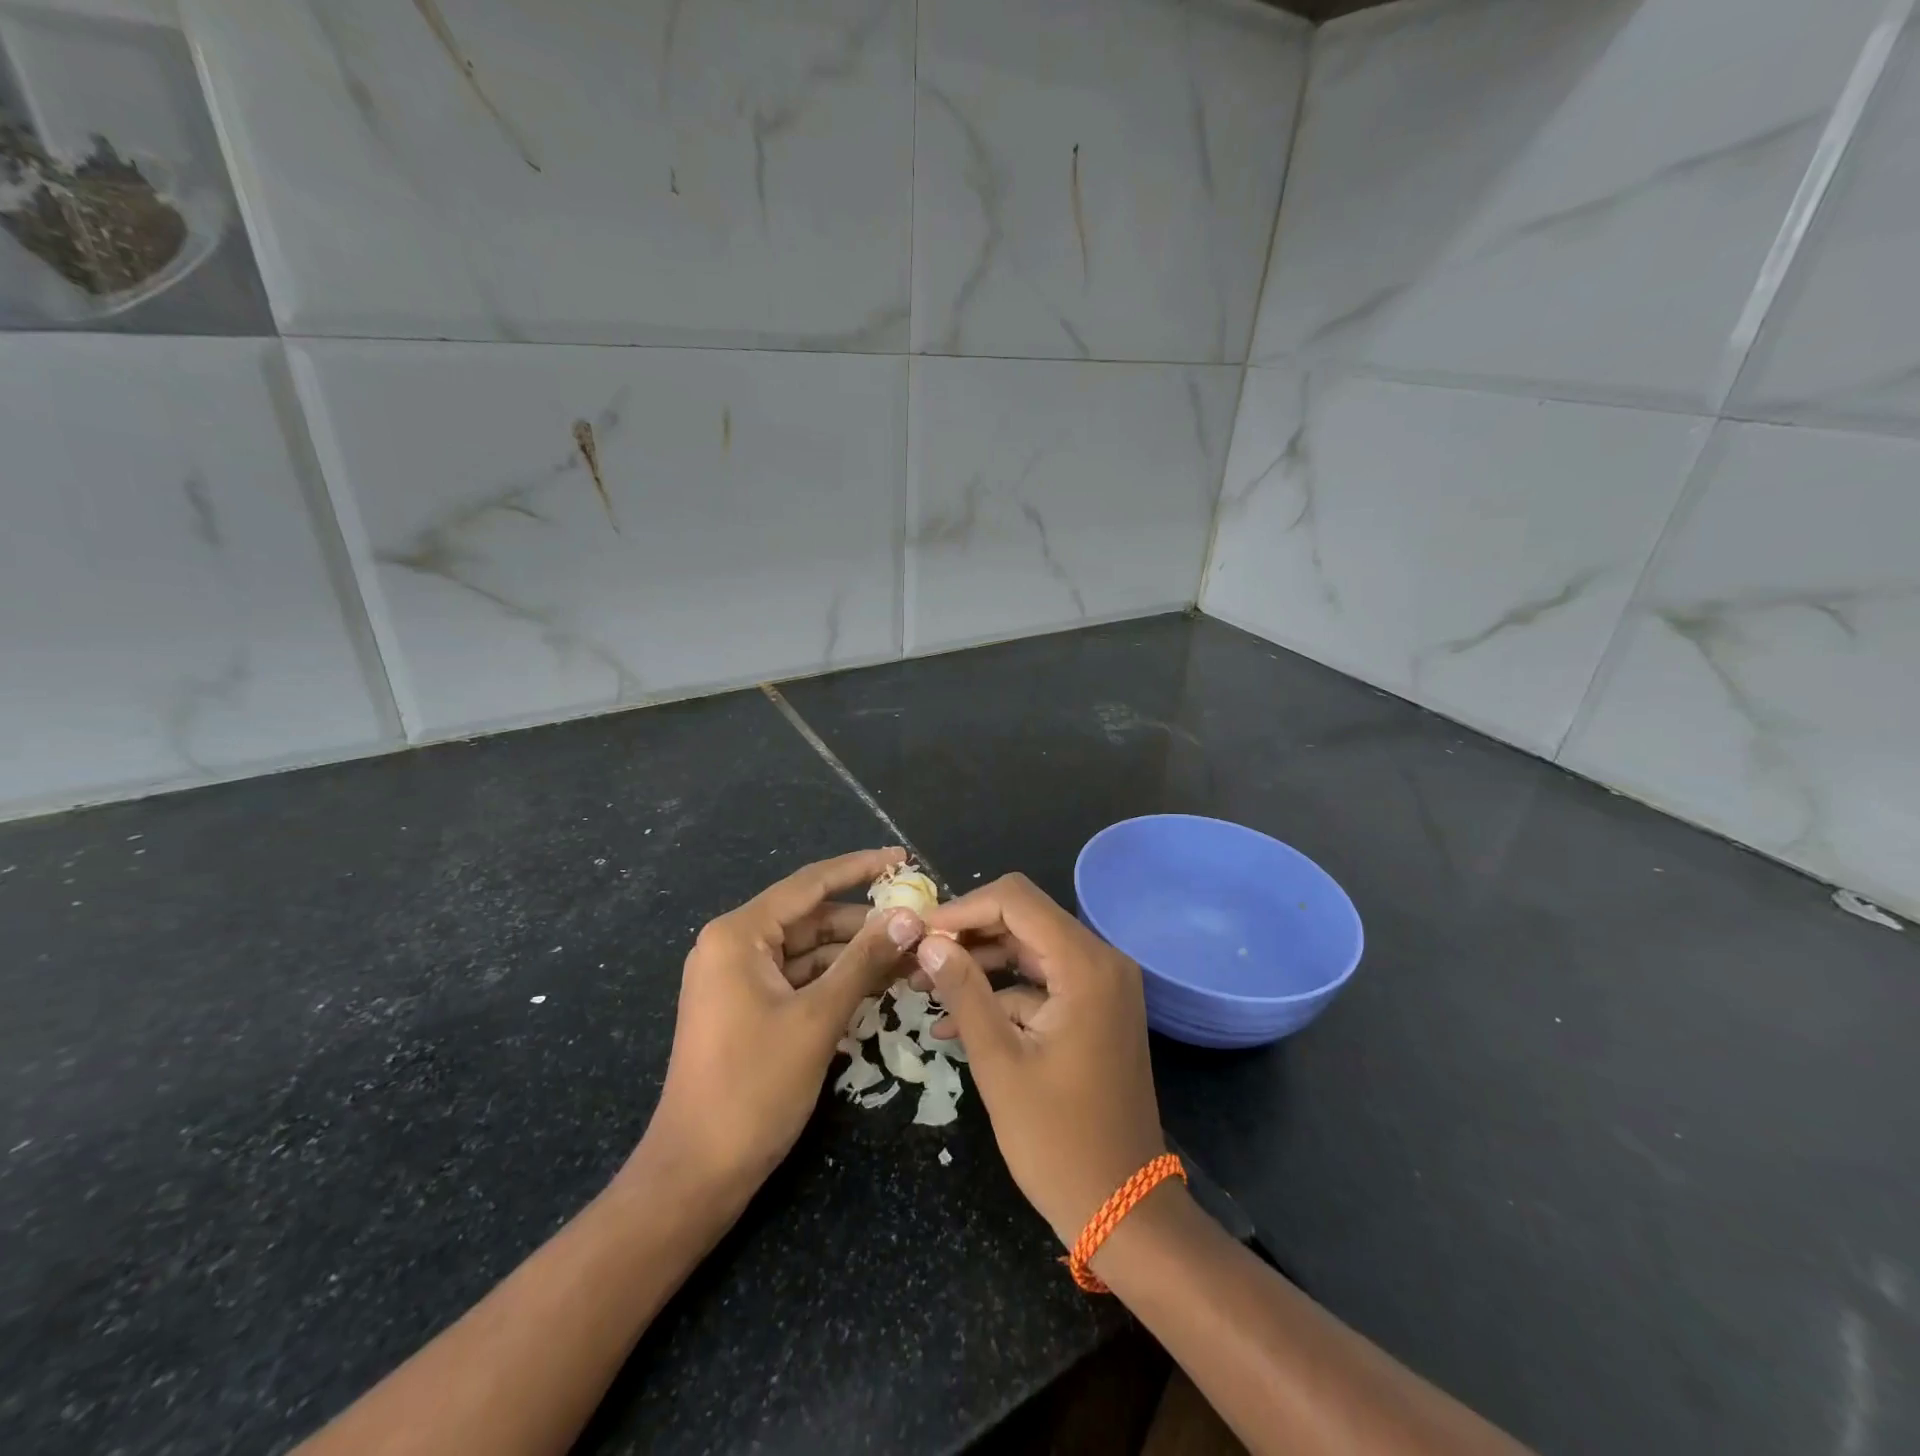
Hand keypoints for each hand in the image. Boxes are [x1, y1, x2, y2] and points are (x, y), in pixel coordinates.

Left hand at [627, 848, 923, 1196]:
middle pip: (812, 917)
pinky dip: (837, 979)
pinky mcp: (749, 1008)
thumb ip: (864, 961)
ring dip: (856, 953)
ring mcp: (739, 979)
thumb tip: (909, 917)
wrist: (696, 1174)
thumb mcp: (817, 1018)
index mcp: (739, 935)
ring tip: (911, 955)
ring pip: (809, 950)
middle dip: (865, 922)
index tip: (902, 858)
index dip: (860, 868)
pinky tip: (880, 983)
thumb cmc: (753, 1087)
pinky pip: (800, 979)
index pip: (810, 884)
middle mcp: (734, 946)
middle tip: (920, 922)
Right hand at [916, 874, 1164, 1246]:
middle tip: (918, 958)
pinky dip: (1002, 992)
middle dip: (968, 933)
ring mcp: (1102, 985)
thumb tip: (928, 942)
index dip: (962, 909)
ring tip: (926, 985)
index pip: (1016, 900)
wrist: (1124, 1209)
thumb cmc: (1059, 1141)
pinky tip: (955, 1020)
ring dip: (980, 962)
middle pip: (1024, 918)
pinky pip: (1042, 982)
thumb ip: (964, 992)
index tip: (920, 935)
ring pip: (1030, 948)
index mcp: (1085, 965)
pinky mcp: (1095, 1009)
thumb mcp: (999, 1063)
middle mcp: (1101, 961)